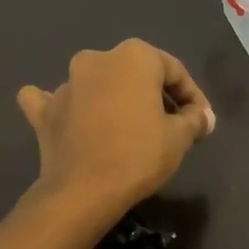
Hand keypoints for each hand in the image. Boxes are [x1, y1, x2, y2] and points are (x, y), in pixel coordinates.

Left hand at [16, 39, 215, 217]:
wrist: (85, 191)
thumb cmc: (140, 155)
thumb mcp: (180, 138)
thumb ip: (195, 119)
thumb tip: (204, 116)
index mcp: (134, 56)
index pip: (173, 71)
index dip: (192, 96)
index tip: (201, 121)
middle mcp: (97, 59)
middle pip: (134, 74)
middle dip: (153, 95)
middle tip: (170, 125)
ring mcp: (66, 84)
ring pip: (96, 85)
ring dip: (112, 100)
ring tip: (129, 128)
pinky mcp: (44, 111)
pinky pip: (53, 101)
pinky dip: (64, 106)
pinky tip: (69, 116)